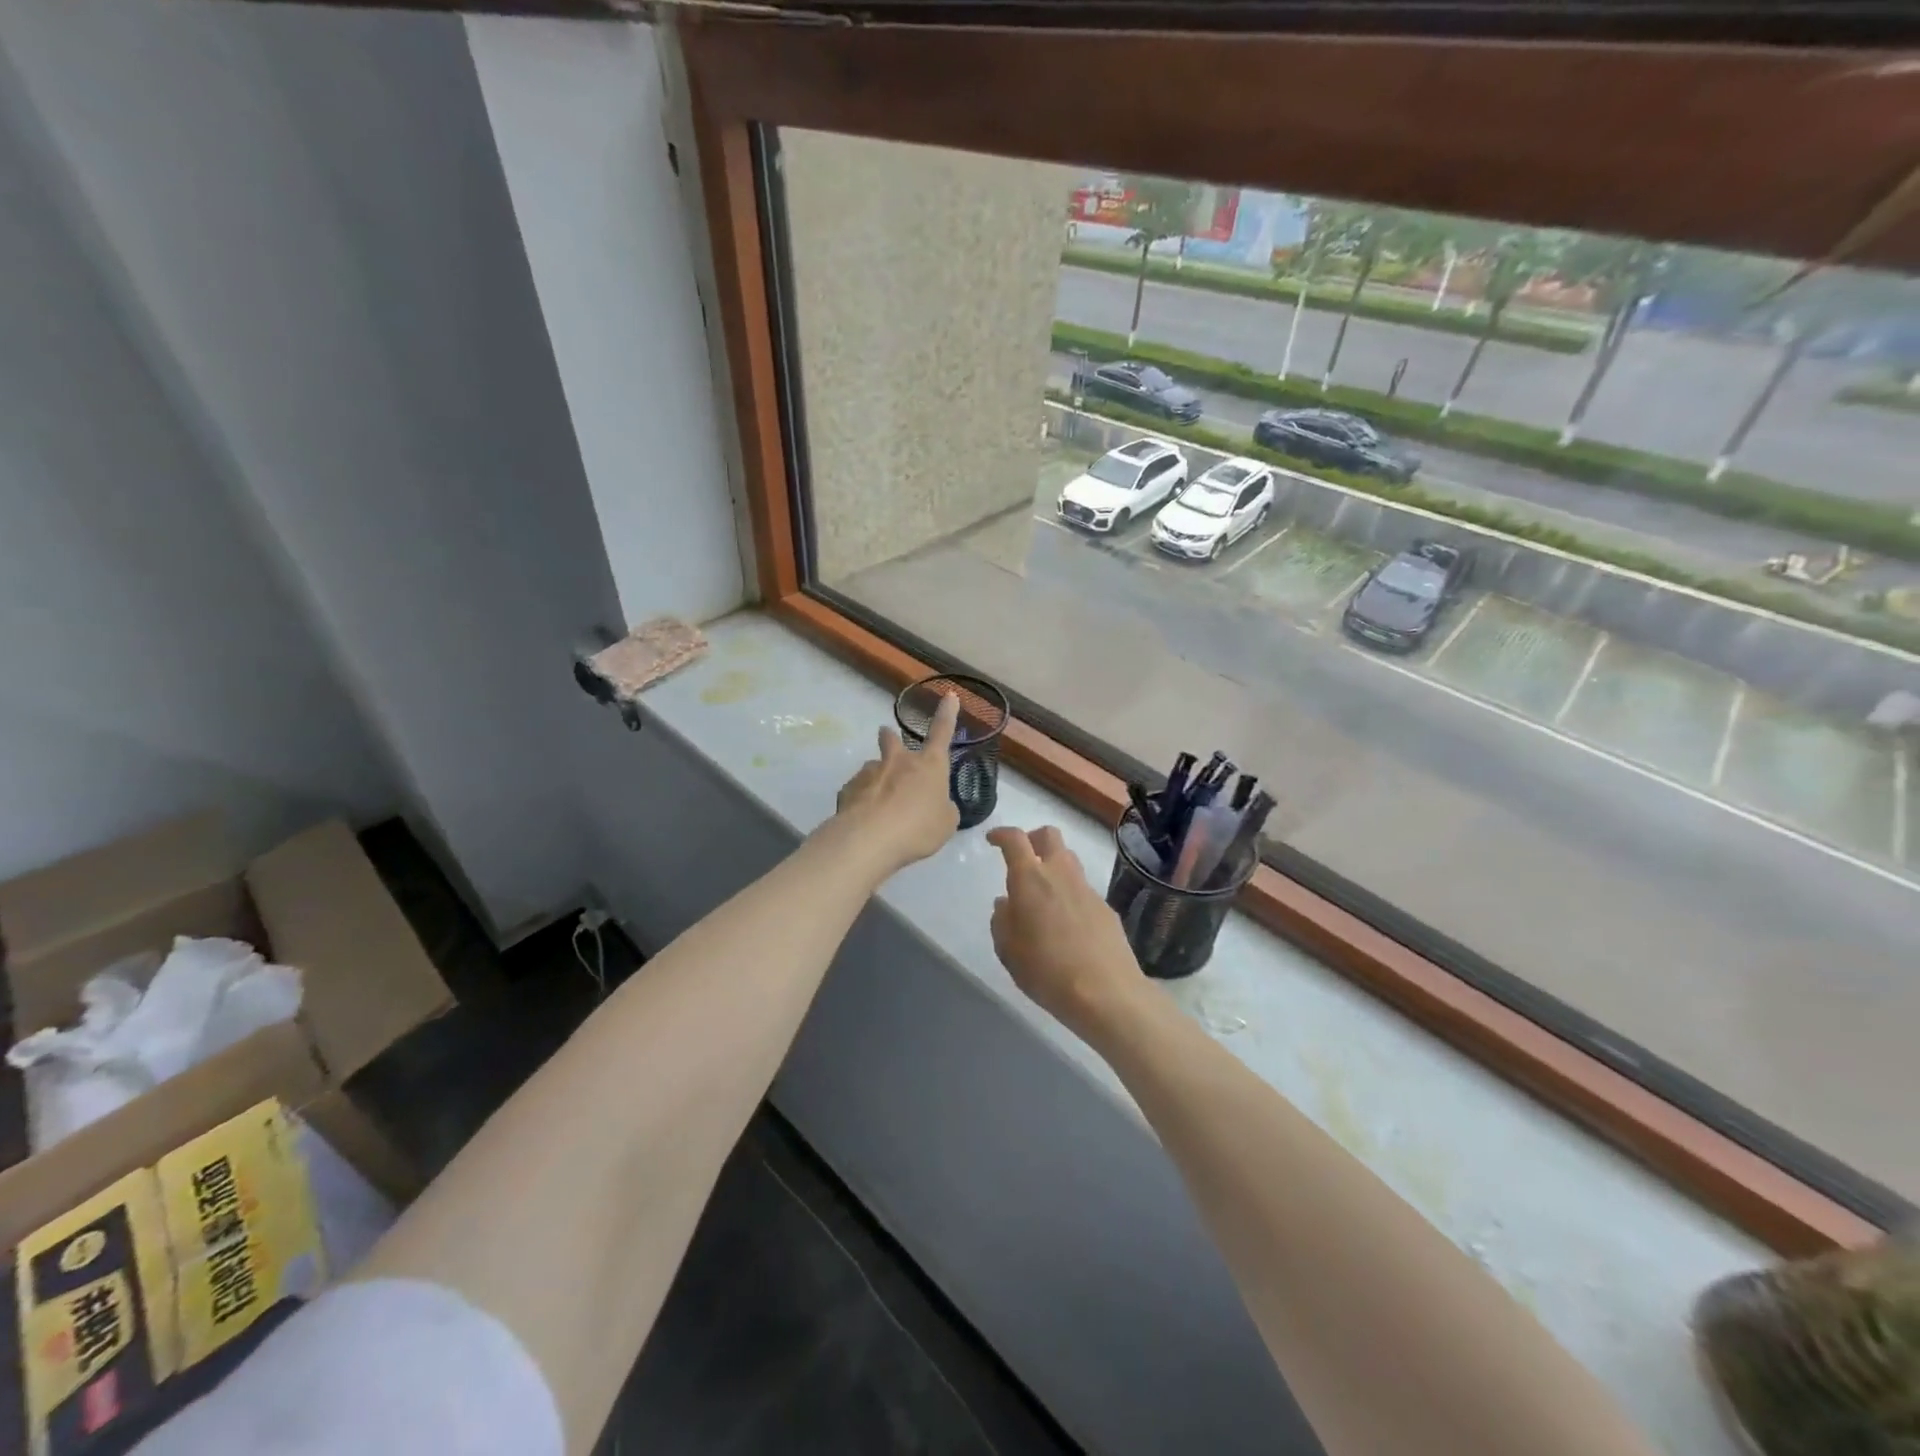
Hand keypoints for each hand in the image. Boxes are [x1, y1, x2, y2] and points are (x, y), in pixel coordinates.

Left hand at [829, 691, 960, 874]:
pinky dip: (861, 801)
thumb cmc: (919, 828)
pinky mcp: (848, 789)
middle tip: (888, 742)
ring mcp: (870, 772)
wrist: (871, 839)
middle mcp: (899, 761)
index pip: (942, 733)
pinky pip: (857, 791)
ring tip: (878, 806)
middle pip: (891, 739)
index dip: (947, 714)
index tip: (949, 695)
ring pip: (873, 768)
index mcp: (929, 765)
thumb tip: (935, 804)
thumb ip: (942, 809)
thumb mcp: (945, 823)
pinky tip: (863, 821)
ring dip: (876, 779)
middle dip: (889, 738)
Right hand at [987, 825, 1142, 1033]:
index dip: (1001, 834)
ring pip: (1069, 860)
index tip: (992, 840)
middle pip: (1049, 836)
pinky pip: (1082, 889)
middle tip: (1022, 858)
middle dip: (1033, 839)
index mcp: (1030, 879)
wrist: (1106, 993)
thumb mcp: (1008, 950)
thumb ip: (1002, 921)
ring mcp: (1087, 889)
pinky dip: (1069, 893)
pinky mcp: (1106, 908)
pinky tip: (1065, 923)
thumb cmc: (1046, 970)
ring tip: (1042, 894)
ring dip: (1053, 865)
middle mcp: (1060, 874)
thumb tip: (1006, 903)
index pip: (1015, 839)